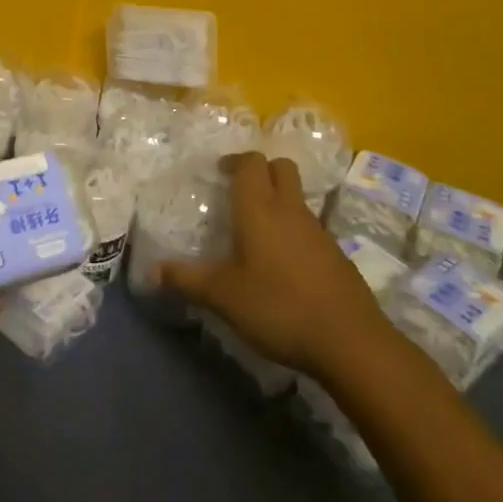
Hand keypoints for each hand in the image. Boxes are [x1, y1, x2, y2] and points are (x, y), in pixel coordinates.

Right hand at [158, 151, 386, 378]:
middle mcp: (290, 210)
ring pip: (297, 198)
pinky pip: (310, 226)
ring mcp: (318, 231)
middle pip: (281, 168)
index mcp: (260, 209)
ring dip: (279, 200)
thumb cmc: (279, 307)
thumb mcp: (224, 297)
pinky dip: (294, 230)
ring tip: (256, 229)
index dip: (235, 161)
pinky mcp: (336, 255)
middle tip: (239, 190)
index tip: (219, 171)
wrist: (350, 341)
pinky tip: (282, 262)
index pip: (251, 163)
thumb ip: (187, 280)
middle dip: (261, 170)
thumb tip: (152, 270)